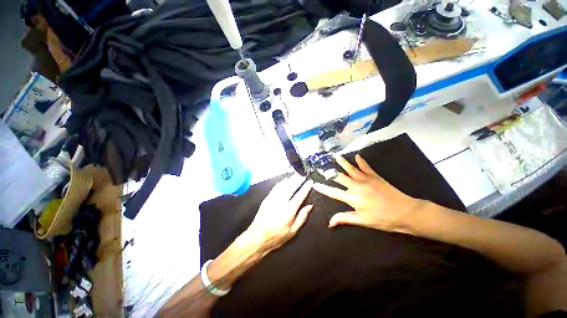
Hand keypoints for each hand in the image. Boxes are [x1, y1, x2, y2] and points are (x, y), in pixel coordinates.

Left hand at [243, 174, 313, 252]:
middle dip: (298, 179)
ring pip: (282, 186)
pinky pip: (274, 188)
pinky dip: (280, 183)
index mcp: (289, 210)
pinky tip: (284, 181)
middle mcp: (280, 202)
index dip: (306, 188)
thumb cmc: (277, 237)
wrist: (257, 237)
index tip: (310, 182)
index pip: (300, 195)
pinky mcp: (265, 200)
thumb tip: (309, 206)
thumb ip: (302, 218)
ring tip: (296, 175)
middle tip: (303, 174)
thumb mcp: (293, 231)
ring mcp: (271, 200)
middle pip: (290, 187)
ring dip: (289, 179)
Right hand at [313, 154, 422, 232]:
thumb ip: (345, 218)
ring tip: (336, 156)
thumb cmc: (382, 219)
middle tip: (321, 166)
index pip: (334, 192)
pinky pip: (366, 167)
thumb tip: (329, 222)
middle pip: (341, 177)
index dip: (324, 188)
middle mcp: (358, 186)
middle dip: (330, 172)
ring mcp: (368, 179)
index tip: (314, 183)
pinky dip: (361, 161)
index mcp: (353, 198)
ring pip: (352, 169)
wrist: (403, 210)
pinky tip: (357, 156)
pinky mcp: (377, 177)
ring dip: (344, 163)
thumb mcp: (363, 221)